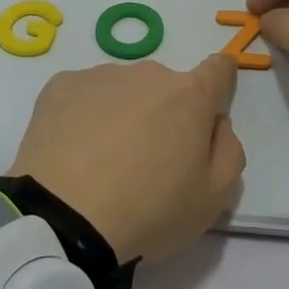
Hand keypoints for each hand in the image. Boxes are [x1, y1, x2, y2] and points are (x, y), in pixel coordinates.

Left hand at [7, 55, 246, 263]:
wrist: (63, 219)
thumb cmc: (148, 211)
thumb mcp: (213, 199)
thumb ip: (229, 152)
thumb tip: (216, 124)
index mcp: (190, 96)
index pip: (218, 69)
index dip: (220, 81)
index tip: (209, 106)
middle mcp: (147, 74)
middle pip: (166, 87)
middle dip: (164, 114)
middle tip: (147, 161)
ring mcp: (100, 76)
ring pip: (123, 90)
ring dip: (123, 114)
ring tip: (103, 162)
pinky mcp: (60, 86)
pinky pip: (83, 95)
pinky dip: (84, 116)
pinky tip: (74, 153)